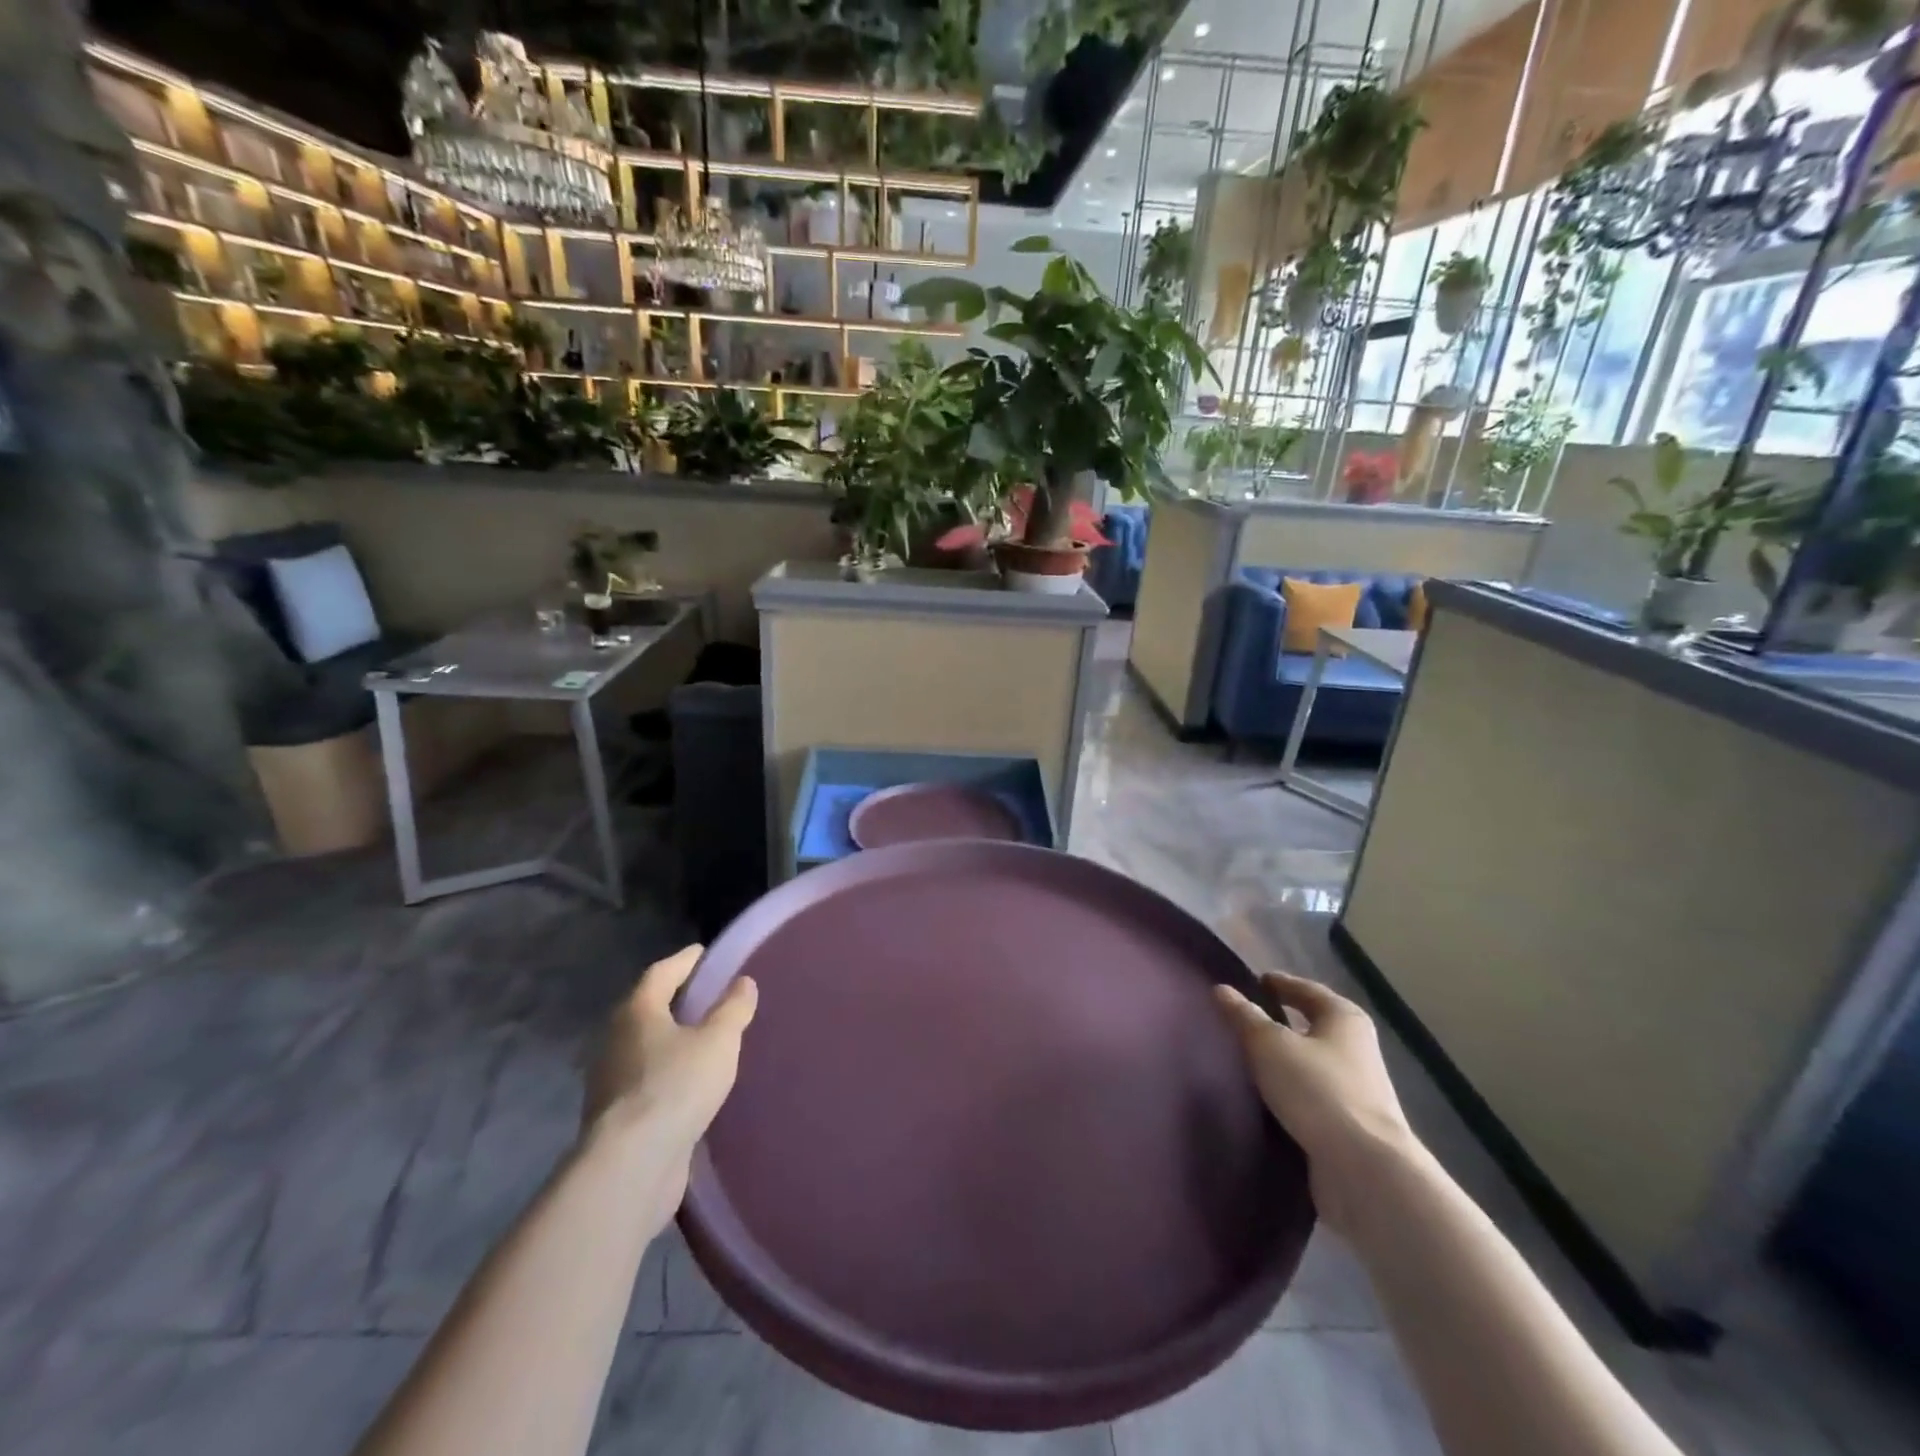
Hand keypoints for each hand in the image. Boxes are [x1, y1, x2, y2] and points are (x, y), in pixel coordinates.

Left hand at [583, 946, 757, 1189]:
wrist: (631, 1166)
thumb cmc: (676, 1086)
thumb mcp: (718, 1041)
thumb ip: (733, 1009)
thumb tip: (743, 982)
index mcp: (636, 1011)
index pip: (662, 972)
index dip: (687, 961)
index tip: (708, 954)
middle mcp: (615, 1038)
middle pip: (649, 1007)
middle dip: (678, 1000)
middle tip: (712, 996)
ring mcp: (610, 1079)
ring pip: (646, 1045)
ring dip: (672, 1038)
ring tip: (707, 1039)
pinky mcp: (615, 1115)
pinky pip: (646, 1078)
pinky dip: (668, 1071)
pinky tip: (691, 1082)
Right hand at [1215, 971, 1417, 1232]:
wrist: (1364, 1170)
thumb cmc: (1317, 1089)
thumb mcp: (1269, 1044)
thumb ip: (1244, 1016)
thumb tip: (1222, 989)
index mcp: (1344, 1018)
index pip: (1307, 990)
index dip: (1280, 984)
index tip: (1254, 982)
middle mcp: (1357, 1049)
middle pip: (1313, 1026)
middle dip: (1281, 1022)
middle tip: (1244, 1019)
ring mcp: (1357, 1090)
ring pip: (1311, 1063)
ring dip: (1284, 1060)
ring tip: (1246, 1059)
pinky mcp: (1349, 1126)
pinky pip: (1311, 1097)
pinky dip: (1289, 1092)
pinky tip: (1263, 1098)